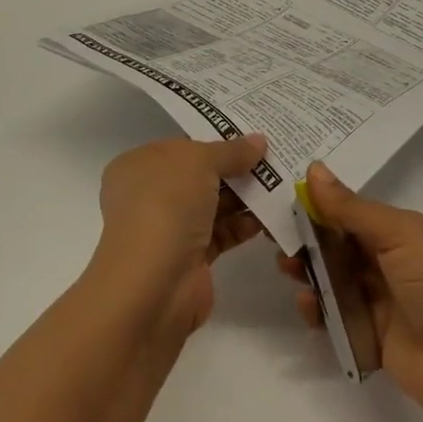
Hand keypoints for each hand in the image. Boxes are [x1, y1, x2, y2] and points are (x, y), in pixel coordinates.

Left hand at [95, 132, 269, 333]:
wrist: (152, 285)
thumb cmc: (165, 206)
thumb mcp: (199, 163)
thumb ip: (231, 151)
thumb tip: (259, 141)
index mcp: (140, 166)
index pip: (182, 147)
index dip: (215, 139)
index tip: (251, 136)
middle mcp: (151, 195)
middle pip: (200, 175)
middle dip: (235, 168)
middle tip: (274, 159)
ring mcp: (170, 228)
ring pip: (213, 204)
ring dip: (245, 196)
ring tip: (281, 185)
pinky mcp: (191, 257)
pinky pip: (222, 232)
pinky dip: (244, 224)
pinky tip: (271, 216)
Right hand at [279, 162, 422, 421]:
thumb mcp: (398, 236)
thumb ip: (351, 209)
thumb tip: (313, 169)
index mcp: (402, 231)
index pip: (352, 212)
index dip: (320, 205)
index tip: (282, 200)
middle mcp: (392, 262)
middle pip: (339, 245)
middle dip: (308, 240)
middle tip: (276, 240)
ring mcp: (382, 301)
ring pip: (334, 280)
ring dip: (310, 273)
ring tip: (288, 270)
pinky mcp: (373, 337)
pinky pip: (337, 317)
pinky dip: (318, 311)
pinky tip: (307, 306)